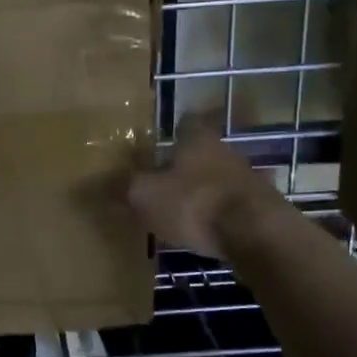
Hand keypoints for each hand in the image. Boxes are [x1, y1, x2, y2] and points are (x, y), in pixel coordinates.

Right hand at [128, 119, 283, 259]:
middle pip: (203, 153)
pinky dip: (220, 215)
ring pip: (219, 179)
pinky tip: (207, 232)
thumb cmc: (194, 203)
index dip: (172, 132)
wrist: (256, 233)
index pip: (185, 123)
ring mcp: (248, 179)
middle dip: (186, 166)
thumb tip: (94, 184)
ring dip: (204, 192)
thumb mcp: (145, 196)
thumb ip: (123, 188)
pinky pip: (234, 206)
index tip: (159, 145)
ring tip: (183, 211)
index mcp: (197, 139)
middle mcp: (226, 151)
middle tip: (163, 183)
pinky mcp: (262, 208)